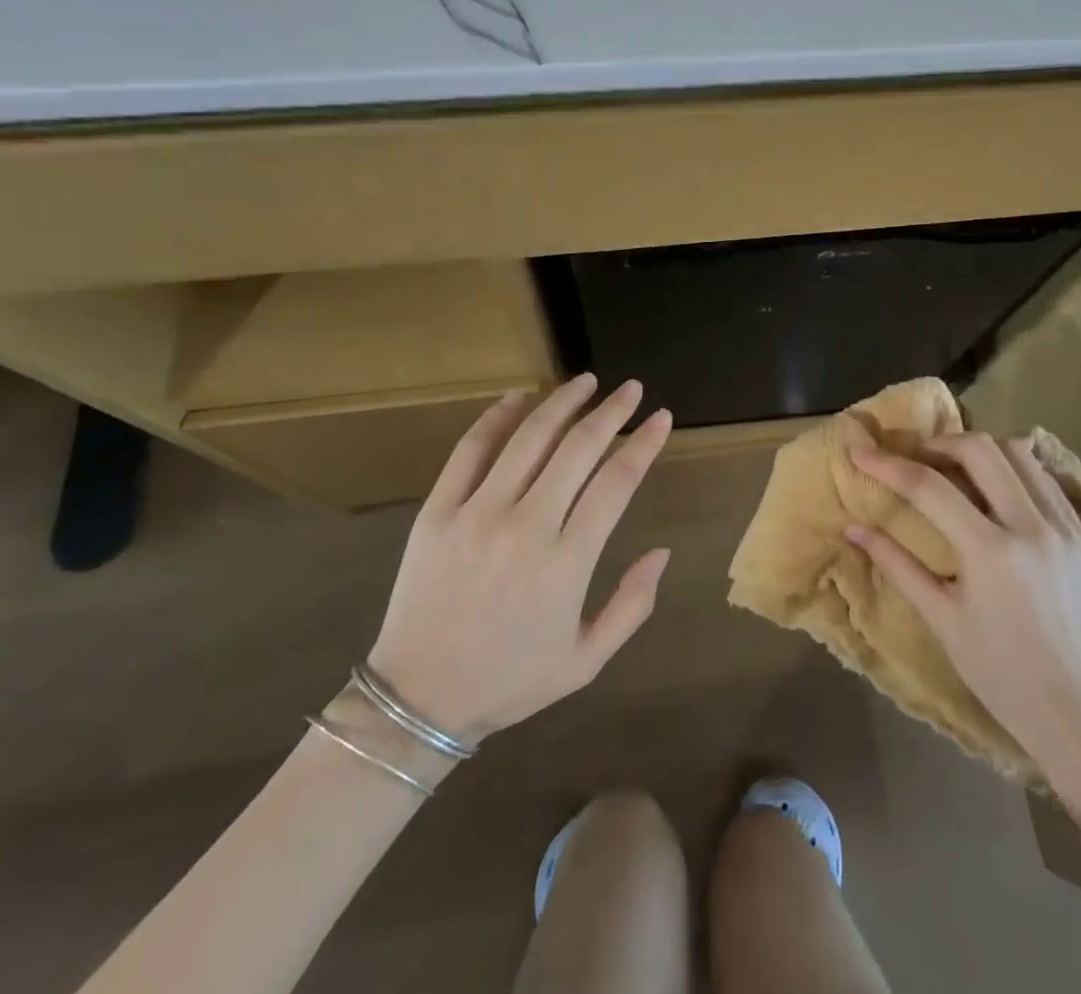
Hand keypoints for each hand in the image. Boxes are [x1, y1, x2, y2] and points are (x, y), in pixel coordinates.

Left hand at [365, 375, 672, 744]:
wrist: (418, 698)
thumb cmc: (510, 680)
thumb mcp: (586, 660)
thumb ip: (632, 605)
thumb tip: (663, 551)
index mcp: (567, 562)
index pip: (617, 482)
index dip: (645, 443)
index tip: (662, 417)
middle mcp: (527, 526)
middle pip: (578, 449)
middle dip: (612, 412)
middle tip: (631, 389)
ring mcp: (478, 513)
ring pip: (529, 439)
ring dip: (562, 403)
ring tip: (586, 382)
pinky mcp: (438, 510)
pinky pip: (470, 450)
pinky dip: (496, 417)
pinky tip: (518, 396)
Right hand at [847, 434, 1080, 863]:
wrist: (1078, 714)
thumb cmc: (1000, 674)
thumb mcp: (941, 619)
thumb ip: (897, 565)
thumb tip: (853, 528)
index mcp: (991, 553)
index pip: (929, 487)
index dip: (888, 465)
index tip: (860, 452)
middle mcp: (1032, 528)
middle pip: (980, 450)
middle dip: (939, 443)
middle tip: (916, 457)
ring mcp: (1065, 528)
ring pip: (1019, 453)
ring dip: (980, 450)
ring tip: (955, 466)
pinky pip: (1046, 478)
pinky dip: (1014, 468)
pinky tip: (996, 486)